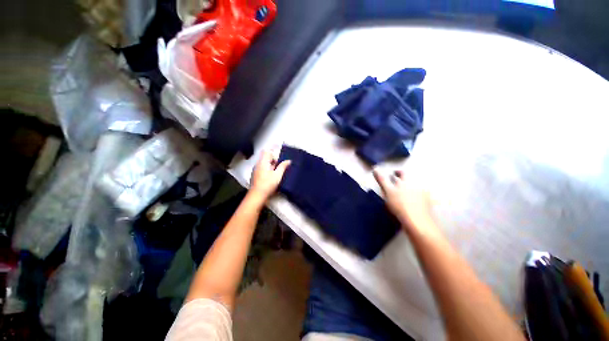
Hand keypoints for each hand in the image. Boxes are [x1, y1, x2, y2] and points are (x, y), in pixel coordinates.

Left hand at [249, 149, 290, 201]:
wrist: (257, 195)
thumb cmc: (268, 184)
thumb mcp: (278, 175)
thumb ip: (283, 166)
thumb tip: (288, 161)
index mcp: (263, 162)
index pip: (267, 151)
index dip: (273, 152)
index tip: (279, 155)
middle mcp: (258, 164)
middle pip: (266, 157)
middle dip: (274, 159)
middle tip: (280, 165)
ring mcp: (256, 170)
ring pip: (264, 163)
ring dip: (271, 165)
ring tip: (277, 171)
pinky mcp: (256, 175)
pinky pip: (262, 168)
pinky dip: (268, 169)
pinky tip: (272, 176)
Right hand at [373, 169, 437, 234]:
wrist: (417, 221)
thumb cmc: (400, 204)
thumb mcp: (387, 190)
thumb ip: (381, 179)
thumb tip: (375, 168)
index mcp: (407, 181)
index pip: (402, 172)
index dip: (397, 172)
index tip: (393, 173)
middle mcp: (417, 185)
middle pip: (410, 180)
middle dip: (403, 181)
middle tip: (396, 184)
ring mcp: (424, 195)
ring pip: (416, 189)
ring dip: (409, 189)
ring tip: (403, 193)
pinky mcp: (428, 205)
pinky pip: (421, 198)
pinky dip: (416, 198)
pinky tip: (412, 202)